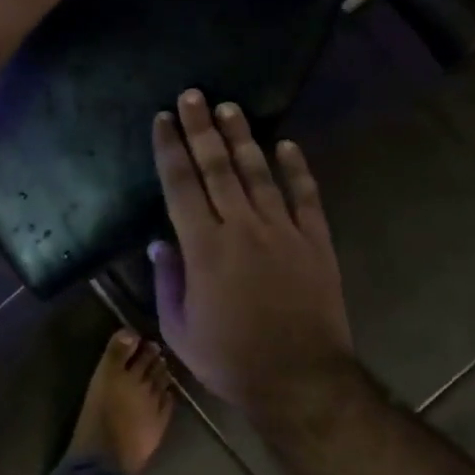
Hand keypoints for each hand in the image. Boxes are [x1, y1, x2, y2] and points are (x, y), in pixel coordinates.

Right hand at [151, 90, 355, 418]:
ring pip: (258, 173)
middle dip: (201, 128)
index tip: (163, 119)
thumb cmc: (230, 358)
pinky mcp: (315, 241)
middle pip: (217, 166)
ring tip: (230, 108)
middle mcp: (241, 227)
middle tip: (193, 94)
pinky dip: (297, 169)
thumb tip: (160, 240)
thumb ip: (167, 279)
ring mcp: (283, 231)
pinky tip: (287, 145)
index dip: (170, 148)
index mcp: (203, 247)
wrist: (300, 380)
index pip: (181, 184)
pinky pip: (305, 197)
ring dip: (242, 138)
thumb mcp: (179, 328)